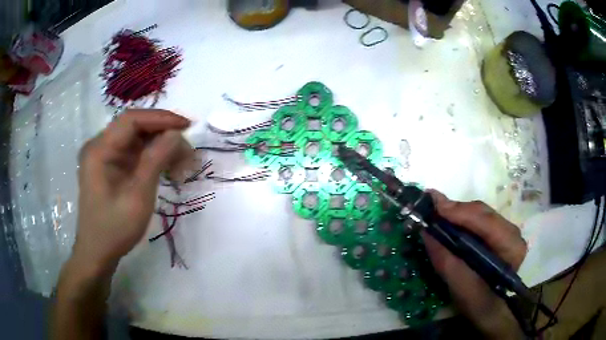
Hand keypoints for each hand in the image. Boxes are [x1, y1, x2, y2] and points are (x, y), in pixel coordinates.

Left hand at [72, 109, 191, 270]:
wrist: (98, 253)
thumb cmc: (114, 229)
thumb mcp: (137, 197)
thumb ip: (155, 161)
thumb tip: (175, 134)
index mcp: (99, 150)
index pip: (131, 120)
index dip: (160, 118)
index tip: (186, 127)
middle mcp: (100, 146)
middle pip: (135, 128)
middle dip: (163, 135)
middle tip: (188, 152)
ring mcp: (104, 156)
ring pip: (137, 140)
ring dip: (161, 148)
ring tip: (183, 165)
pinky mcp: (110, 166)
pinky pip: (134, 154)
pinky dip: (152, 159)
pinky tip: (168, 170)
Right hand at [422, 190, 526, 338]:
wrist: (490, 310)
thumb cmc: (478, 303)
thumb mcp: (460, 286)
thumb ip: (446, 259)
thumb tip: (426, 231)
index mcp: (510, 246)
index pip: (486, 221)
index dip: (459, 212)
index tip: (433, 205)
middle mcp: (512, 232)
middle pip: (482, 212)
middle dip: (455, 211)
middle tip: (430, 206)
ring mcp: (506, 231)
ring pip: (479, 214)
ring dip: (456, 214)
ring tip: (436, 213)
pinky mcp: (498, 233)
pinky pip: (478, 220)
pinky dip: (461, 220)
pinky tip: (448, 221)